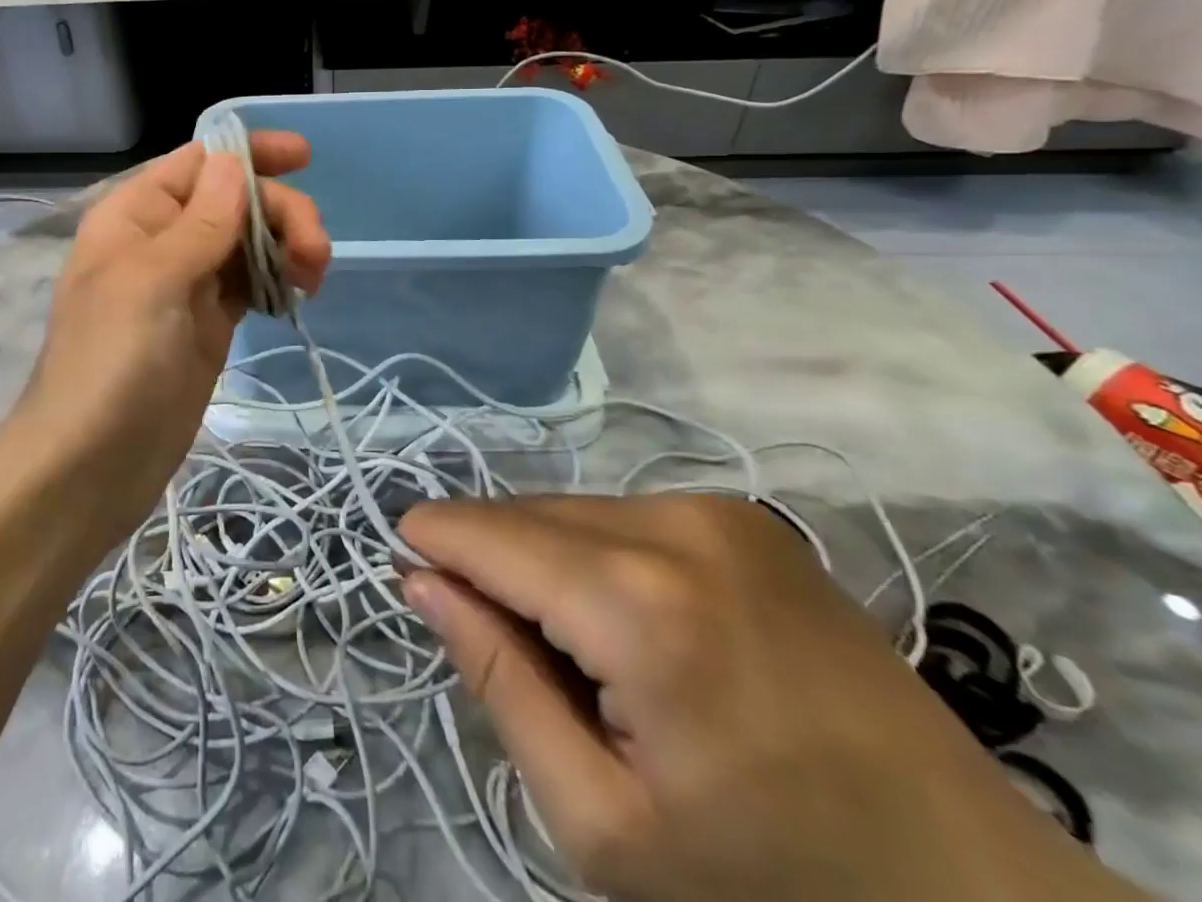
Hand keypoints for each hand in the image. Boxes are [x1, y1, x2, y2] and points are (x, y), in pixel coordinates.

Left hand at [13, 133, 329, 541]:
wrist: (91, 467)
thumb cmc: (110, 365)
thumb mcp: (153, 282)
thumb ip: (199, 222)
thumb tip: (233, 160)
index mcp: (135, 215)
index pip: (198, 162)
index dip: (249, 154)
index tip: (304, 157)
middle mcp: (162, 240)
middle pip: (234, 201)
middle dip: (281, 214)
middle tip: (317, 255)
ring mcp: (188, 284)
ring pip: (249, 241)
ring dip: (287, 246)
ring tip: (314, 279)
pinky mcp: (209, 324)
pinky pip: (252, 282)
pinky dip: (278, 279)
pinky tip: (298, 295)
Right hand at [399, 495, 1142, 901]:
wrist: (971, 892)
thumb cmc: (770, 883)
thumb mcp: (603, 822)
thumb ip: (498, 681)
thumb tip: (421, 581)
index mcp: (637, 601)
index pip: (487, 533)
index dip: (432, 541)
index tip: (401, 564)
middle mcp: (674, 521)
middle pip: (528, 514)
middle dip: (488, 558)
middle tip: (492, 638)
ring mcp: (718, 509)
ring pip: (573, 510)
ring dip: (542, 558)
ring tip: (571, 646)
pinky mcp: (747, 516)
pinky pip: (624, 515)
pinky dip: (595, 553)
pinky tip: (627, 622)